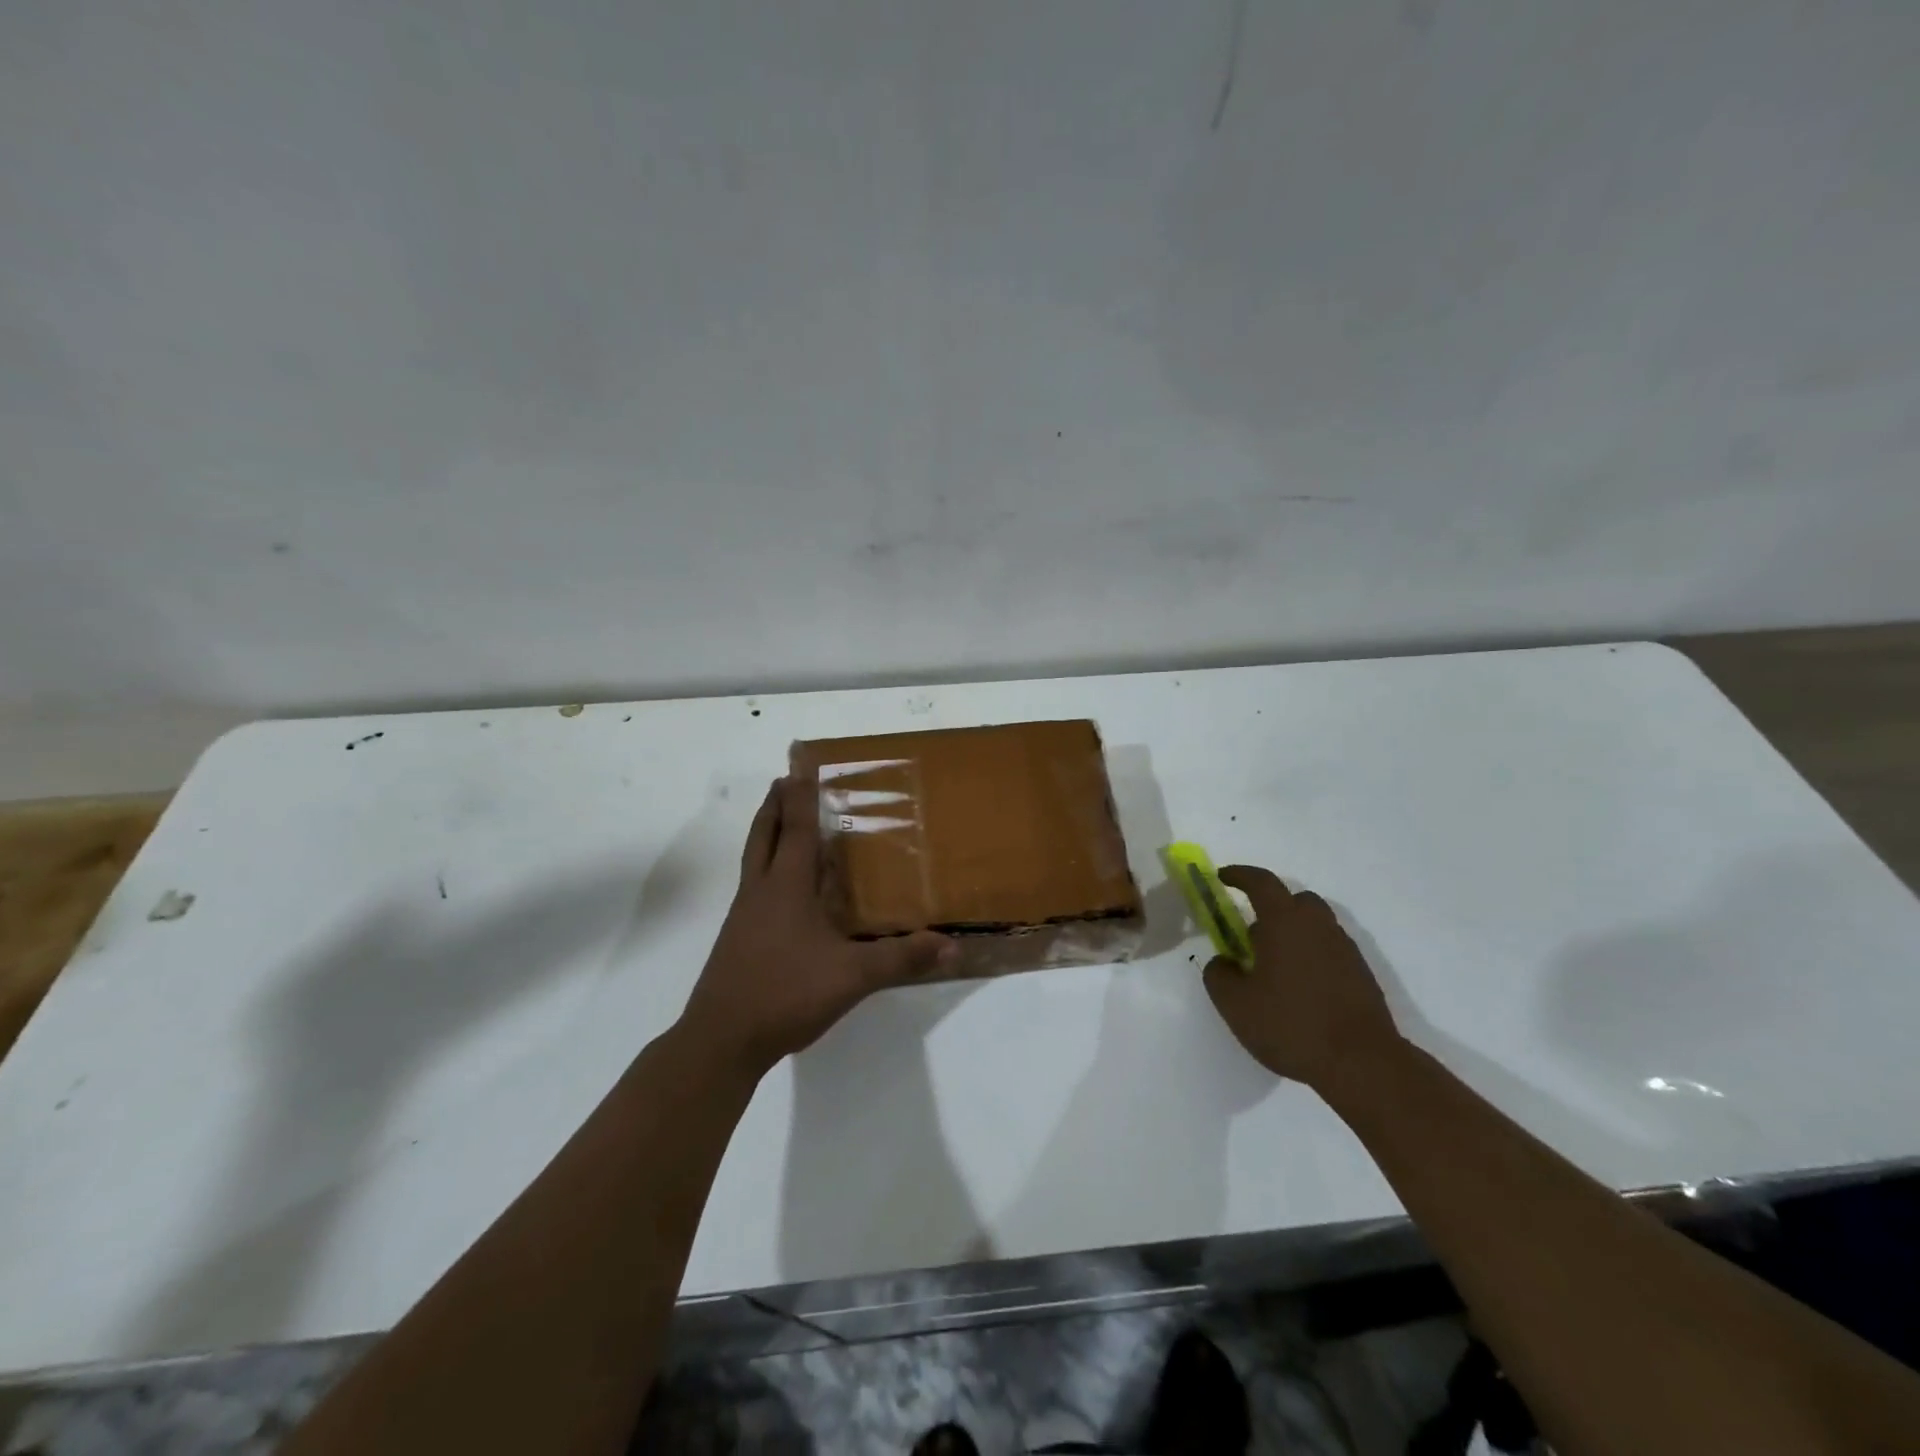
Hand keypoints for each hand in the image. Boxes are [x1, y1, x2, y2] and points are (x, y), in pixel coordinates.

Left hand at [679, 775, 955, 1077]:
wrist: (721, 1040)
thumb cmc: (785, 992)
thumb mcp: (852, 976)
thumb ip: (901, 958)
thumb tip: (951, 944)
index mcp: (785, 886)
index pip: (793, 828)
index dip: (798, 796)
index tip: (799, 766)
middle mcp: (760, 892)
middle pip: (762, 835)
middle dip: (773, 805)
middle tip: (784, 781)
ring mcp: (743, 917)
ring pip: (754, 861)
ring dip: (766, 835)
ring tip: (782, 825)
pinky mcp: (738, 940)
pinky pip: (754, 889)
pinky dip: (766, 871)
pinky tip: (784, 892)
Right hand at [1202, 865, 1400, 1092]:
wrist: (1362, 1063)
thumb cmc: (1291, 1025)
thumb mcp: (1235, 1004)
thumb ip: (1219, 974)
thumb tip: (1223, 961)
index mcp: (1284, 922)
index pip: (1261, 882)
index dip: (1239, 875)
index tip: (1222, 878)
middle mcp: (1317, 926)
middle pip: (1294, 899)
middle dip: (1270, 907)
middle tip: (1251, 934)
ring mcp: (1344, 949)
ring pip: (1314, 925)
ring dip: (1292, 933)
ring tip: (1274, 967)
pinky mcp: (1361, 974)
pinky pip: (1329, 950)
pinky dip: (1311, 956)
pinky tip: (1301, 989)